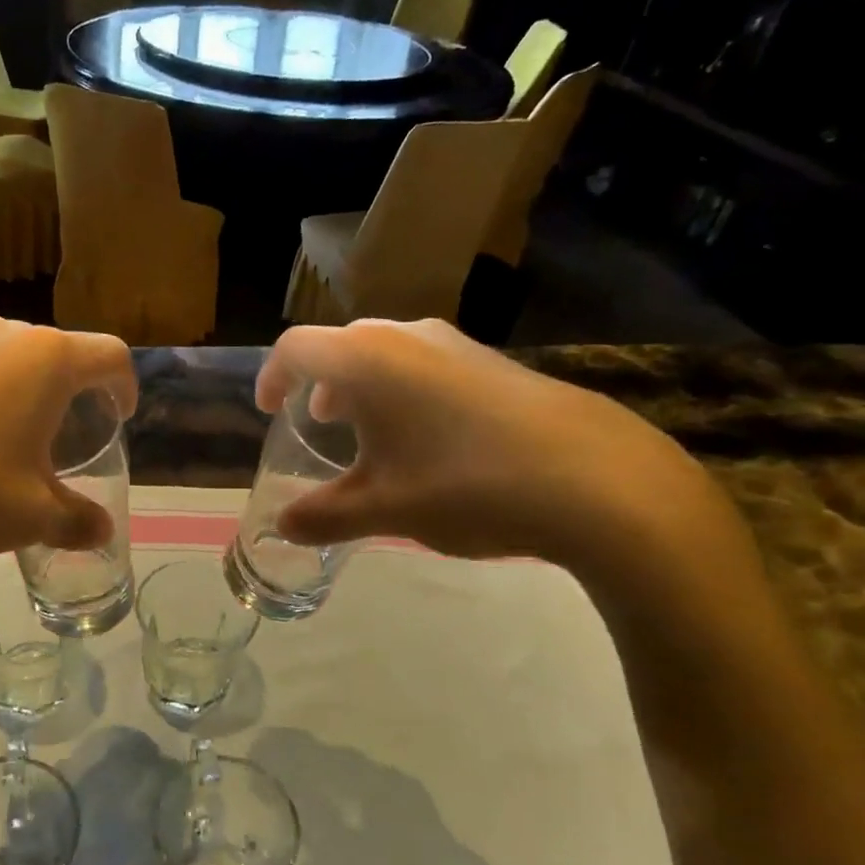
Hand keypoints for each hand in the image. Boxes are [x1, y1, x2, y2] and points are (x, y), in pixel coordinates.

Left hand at [0, 314, 136, 573]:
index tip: (121, 418)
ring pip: (4, 363)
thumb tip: (101, 531)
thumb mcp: (31, 516)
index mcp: (44, 359)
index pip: (109, 356)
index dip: (125, 387)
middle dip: (71, 394)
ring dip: (20, 397)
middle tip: (68, 439)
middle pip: (56, 354)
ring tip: (9, 448)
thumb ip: (77, 520)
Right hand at [256, 319, 729, 571]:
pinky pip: (426, 364)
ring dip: (364, 387)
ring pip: (388, 353)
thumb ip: (325, 516)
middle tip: (316, 423)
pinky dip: (404, 391)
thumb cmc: (467, 486)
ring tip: (367, 434)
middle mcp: (408, 337)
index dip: (272, 376)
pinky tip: (426, 441)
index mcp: (368, 360)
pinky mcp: (495, 363)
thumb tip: (283, 526)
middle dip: (319, 383)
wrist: (597, 480)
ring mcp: (457, 345)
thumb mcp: (385, 510)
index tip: (267, 410)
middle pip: (343, 346)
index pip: (297, 348)